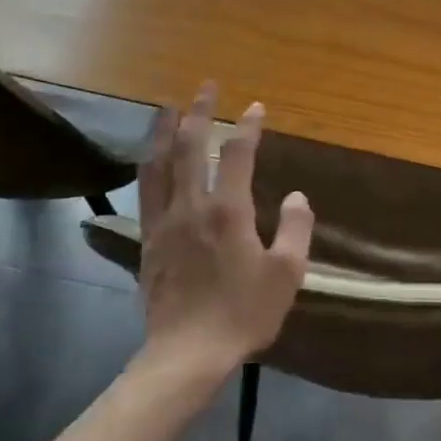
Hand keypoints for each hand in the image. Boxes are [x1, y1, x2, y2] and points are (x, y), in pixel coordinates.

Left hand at [134, 83, 313, 378]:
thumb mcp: (287, 274)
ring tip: (167, 107)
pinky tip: (152, 159)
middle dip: (198, 112)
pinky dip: (149, 164)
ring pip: (157, 163)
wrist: (187, 353)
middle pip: (188, 146)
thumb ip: (295, 229)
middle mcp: (191, 207)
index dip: (247, 127)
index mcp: (227, 211)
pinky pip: (146, 190)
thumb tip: (295, 197)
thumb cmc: (244, 313)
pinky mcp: (147, 240)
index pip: (236, 154)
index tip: (256, 107)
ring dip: (163, 130)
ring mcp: (163, 222)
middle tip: (206, 87)